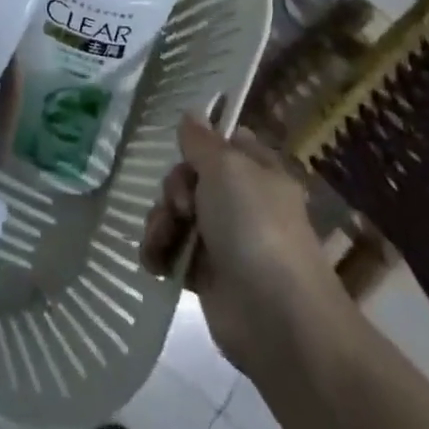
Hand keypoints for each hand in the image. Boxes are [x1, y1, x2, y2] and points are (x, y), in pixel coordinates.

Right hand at [141, 115, 352, 374]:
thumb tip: (192, 113)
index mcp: (257, 172)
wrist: (274, 316)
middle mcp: (242, 202)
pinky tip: (154, 260)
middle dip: (173, 189)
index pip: (224, 143)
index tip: (182, 150)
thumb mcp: (227, 168)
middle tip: (180, 206)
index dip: (200, 144)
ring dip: (160, 222)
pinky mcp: (205, 274)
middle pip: (190, 177)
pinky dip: (158, 252)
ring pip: (175, 213)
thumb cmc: (254, 227)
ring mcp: (223, 239)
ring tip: (162, 239)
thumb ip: (202, 141)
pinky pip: (170, 250)